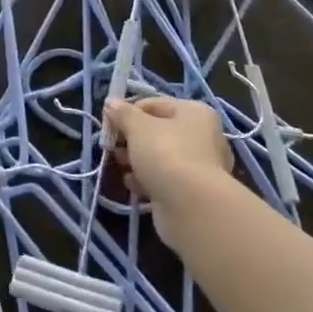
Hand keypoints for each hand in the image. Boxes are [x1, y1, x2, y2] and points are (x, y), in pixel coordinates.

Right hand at [105, 96, 232, 222]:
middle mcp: (202, 136)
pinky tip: (134, 185)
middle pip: (157, 131)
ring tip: (122, 167)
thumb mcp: (138, 127)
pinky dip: (147, 180)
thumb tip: (111, 103)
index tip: (109, 126)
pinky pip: (164, 179)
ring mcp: (200, 166)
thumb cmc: (166, 154)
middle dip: (131, 139)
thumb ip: (122, 113)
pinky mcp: (192, 192)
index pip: (153, 104)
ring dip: (136, 161)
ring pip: (159, 157)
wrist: (192, 208)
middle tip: (113, 148)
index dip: (128, 112)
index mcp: (194, 112)